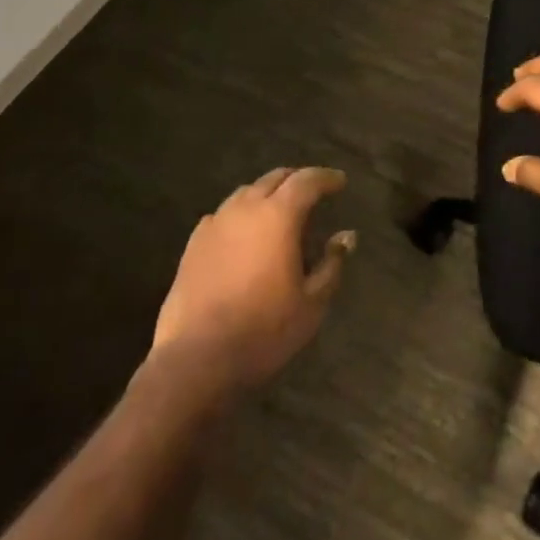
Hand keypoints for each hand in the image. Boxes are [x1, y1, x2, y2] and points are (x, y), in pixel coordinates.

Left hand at [150, 167, 355, 389]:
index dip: (326, 178)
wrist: (195, 361)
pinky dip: (240, 215)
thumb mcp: (311, 304)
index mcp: (278, 216)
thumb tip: (346, 236)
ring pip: (246, 193)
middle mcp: (246, 209)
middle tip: (313, 192)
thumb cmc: (263, 331)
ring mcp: (215, 224)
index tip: (340, 182)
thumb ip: (332, 264)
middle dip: (297, 180)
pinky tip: (243, 235)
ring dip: (267, 194)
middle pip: (275, 178)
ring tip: (279, 212)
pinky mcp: (193, 245)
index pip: (307, 180)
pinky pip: (222, 215)